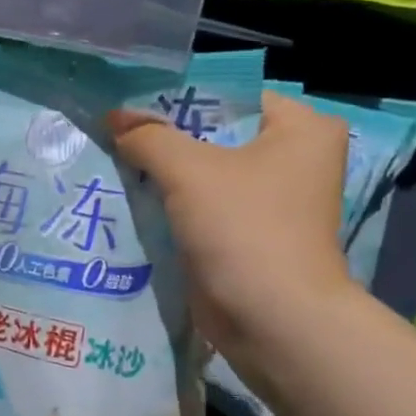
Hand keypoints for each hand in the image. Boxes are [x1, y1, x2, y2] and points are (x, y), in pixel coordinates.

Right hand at [109, 92, 354, 365]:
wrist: (272, 319)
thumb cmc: (244, 228)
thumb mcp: (188, 171)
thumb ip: (148, 137)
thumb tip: (113, 119)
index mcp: (302, 128)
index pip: (229, 96)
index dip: (177, 99)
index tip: (129, 105)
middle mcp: (294, 159)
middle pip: (215, 135)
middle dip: (166, 138)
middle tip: (115, 132)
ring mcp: (272, 200)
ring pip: (206, 173)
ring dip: (165, 173)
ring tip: (115, 160)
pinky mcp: (250, 234)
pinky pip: (203, 206)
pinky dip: (173, 204)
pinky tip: (132, 197)